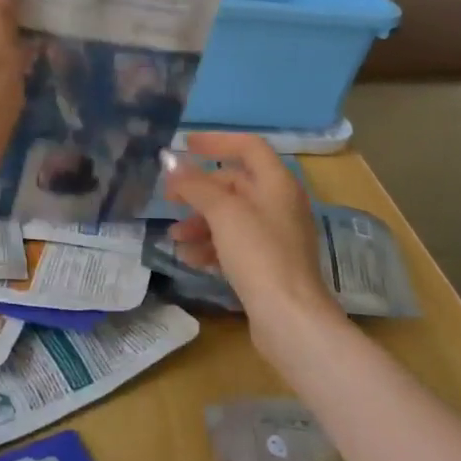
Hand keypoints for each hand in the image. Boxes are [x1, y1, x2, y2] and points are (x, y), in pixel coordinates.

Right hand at [165, 132, 340, 339]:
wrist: (291, 319)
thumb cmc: (259, 254)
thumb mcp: (222, 212)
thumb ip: (195, 184)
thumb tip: (170, 160)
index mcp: (277, 183)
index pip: (248, 147)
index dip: (216, 141)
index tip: (185, 146)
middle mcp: (280, 204)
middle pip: (235, 184)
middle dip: (199, 191)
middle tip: (169, 199)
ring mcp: (276, 236)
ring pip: (231, 217)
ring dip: (200, 222)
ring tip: (176, 238)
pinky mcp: (269, 264)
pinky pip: (235, 244)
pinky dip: (212, 245)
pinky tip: (190, 259)